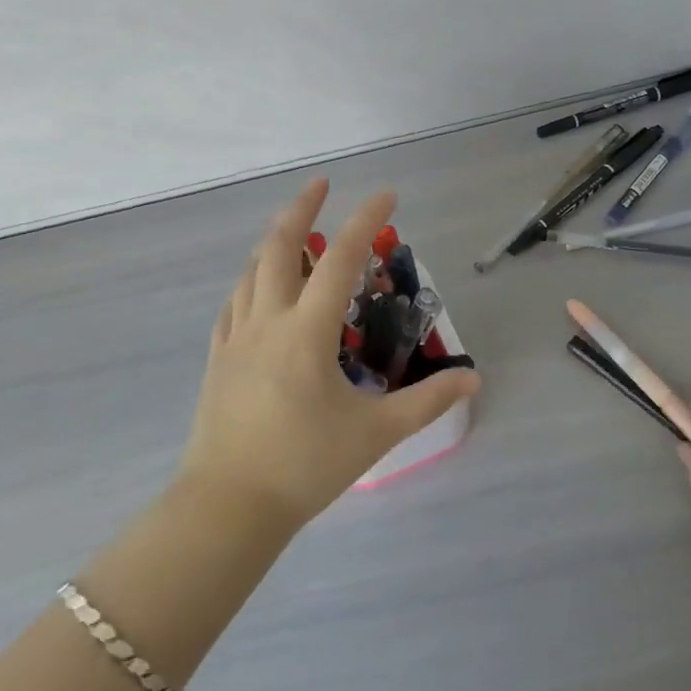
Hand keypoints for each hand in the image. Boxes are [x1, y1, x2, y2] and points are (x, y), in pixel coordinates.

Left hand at [178, 178, 480, 532]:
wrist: (227, 507)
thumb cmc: (304, 466)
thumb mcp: (375, 434)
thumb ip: (426, 402)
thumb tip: (473, 380)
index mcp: (306, 332)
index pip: (340, 259)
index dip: (365, 220)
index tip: (387, 194)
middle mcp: (268, 321)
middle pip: (279, 246)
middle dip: (301, 208)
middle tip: (320, 184)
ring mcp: (236, 337)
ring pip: (251, 271)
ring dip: (273, 241)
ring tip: (293, 230)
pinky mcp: (217, 358)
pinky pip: (233, 304)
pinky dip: (250, 281)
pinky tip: (258, 288)